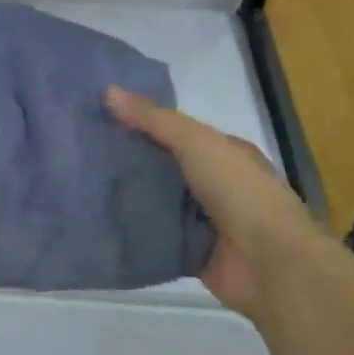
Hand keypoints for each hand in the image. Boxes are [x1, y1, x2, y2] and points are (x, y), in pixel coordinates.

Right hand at [106, 86, 332, 322]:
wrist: (270, 263)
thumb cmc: (239, 192)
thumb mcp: (196, 142)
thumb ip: (154, 119)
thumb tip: (107, 91)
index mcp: (225, 153)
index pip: (178, 133)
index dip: (144, 124)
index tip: (102, 119)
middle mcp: (217, 185)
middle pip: (166, 168)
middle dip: (131, 162)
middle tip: (83, 153)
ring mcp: (206, 222)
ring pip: (160, 204)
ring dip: (130, 198)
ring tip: (84, 185)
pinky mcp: (194, 253)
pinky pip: (158, 238)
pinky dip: (135, 232)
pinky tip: (102, 223)